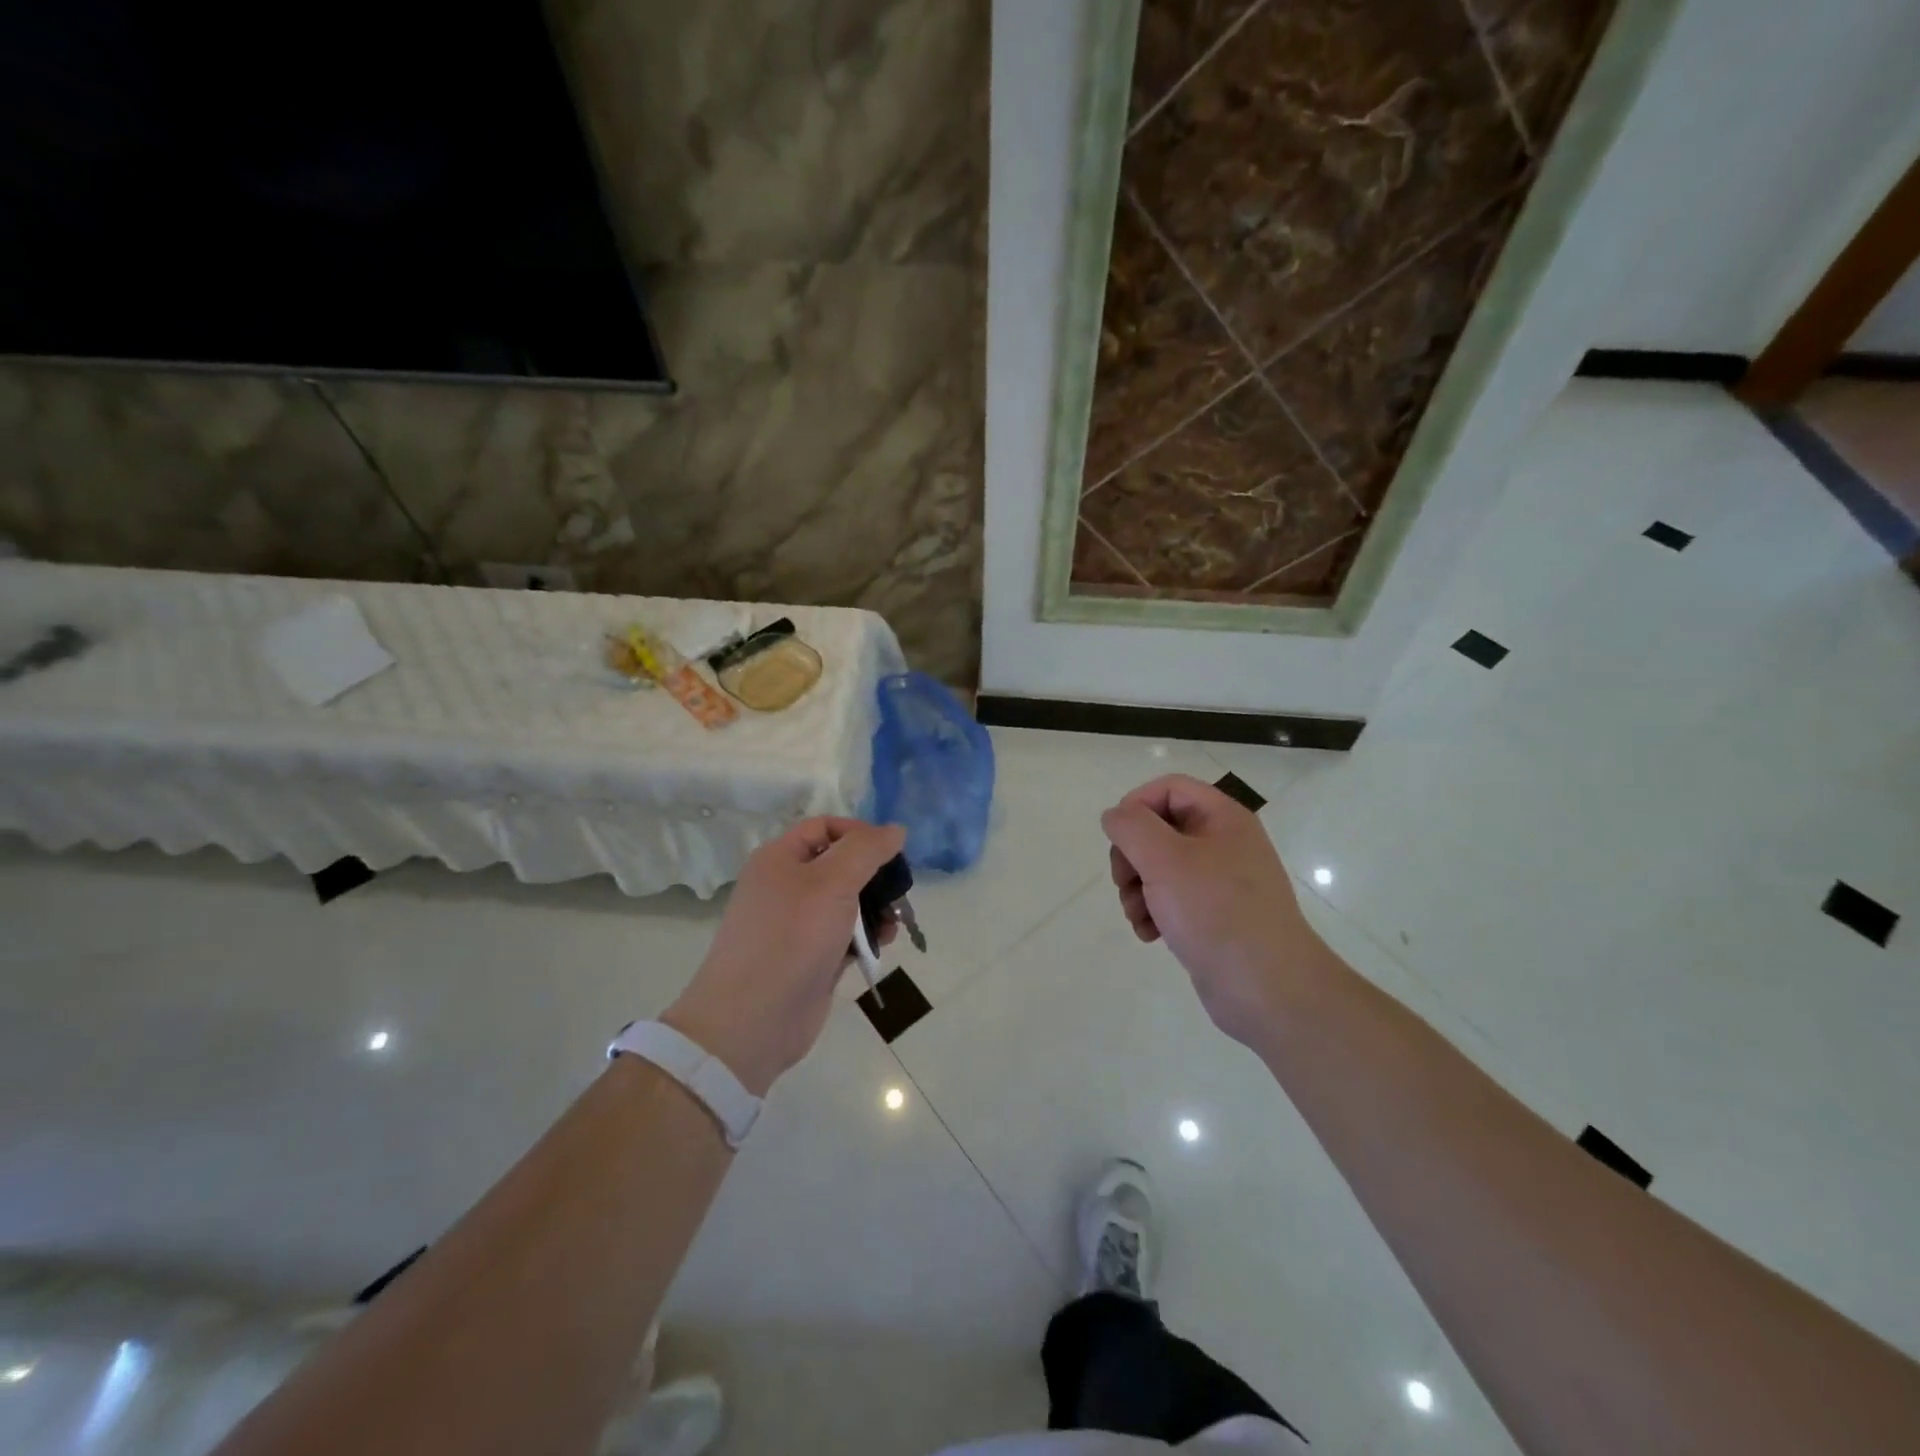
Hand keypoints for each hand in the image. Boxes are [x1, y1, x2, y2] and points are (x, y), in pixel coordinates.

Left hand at [663, 817, 903, 1096]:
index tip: (891, 853)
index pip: (825, 827)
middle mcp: (786, 886)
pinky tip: (882, 945)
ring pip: (847, 902)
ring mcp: (797, 924)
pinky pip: (845, 935)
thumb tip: (895, 829)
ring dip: (876, 909)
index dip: (860, 833)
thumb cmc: (792, 938)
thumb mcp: (833, 882)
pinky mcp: (810, 957)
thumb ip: (867, 850)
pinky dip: (866, 936)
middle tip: (899, 892)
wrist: (753, 1020)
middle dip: (874, 876)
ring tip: (892, 925)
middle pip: (840, 865)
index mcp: (779, 858)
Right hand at [1100, 774, 1322, 1048]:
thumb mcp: (1165, 860)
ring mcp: (1220, 881)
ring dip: (1137, 888)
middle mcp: (1224, 843)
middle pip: (1159, 828)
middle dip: (1132, 856)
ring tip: (1138, 916)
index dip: (1136, 806)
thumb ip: (1132, 827)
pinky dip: (1153, 912)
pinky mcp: (1214, 915)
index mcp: (1223, 818)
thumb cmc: (1216, 913)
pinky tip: (1151, 934)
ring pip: (1159, 867)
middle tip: (1124, 882)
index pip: (1169, 788)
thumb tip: (1115, 816)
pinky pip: (1171, 899)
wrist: (1268, 989)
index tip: (1118, 838)